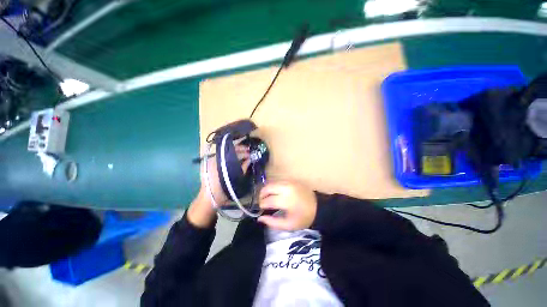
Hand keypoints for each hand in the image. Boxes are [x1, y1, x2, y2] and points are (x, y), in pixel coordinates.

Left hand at [188, 145, 249, 227]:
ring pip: (226, 152)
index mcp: (221, 162)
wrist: (209, 198)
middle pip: (229, 150)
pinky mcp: (210, 163)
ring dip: (235, 152)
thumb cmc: (223, 190)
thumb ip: (243, 167)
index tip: (250, 152)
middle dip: (239, 149)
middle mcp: (215, 159)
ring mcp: (212, 160)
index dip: (243, 152)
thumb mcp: (235, 179)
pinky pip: (222, 156)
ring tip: (243, 152)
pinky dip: (229, 155)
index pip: (234, 153)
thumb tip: (249, 159)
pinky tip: (235, 157)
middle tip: (248, 150)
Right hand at [257, 181, 316, 230]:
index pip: (268, 200)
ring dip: (267, 189)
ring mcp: (289, 182)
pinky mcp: (292, 180)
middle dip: (262, 194)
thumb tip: (260, 218)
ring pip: (272, 183)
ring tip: (267, 197)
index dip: (262, 204)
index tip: (260, 209)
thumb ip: (272, 222)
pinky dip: (274, 187)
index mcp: (286, 200)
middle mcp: (286, 188)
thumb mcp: (288, 225)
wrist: (319, 207)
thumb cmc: (304, 217)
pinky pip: (278, 181)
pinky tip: (275, 193)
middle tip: (262, 202)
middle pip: (267, 187)